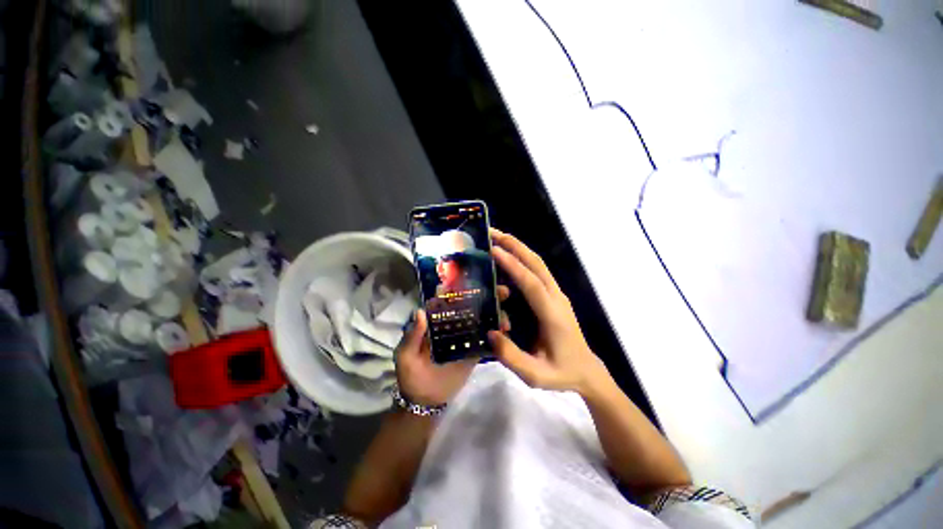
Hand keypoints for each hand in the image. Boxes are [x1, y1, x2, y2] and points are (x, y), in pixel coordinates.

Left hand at [395, 287, 510, 405]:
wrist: (426, 401)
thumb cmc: (411, 375)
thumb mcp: (406, 356)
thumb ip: (412, 336)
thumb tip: (420, 311)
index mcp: (436, 322)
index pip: (449, 300)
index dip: (461, 288)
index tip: (475, 280)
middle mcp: (453, 325)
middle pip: (470, 306)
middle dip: (486, 296)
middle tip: (502, 291)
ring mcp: (465, 337)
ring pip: (482, 321)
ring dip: (495, 314)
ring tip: (505, 316)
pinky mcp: (475, 351)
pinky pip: (487, 340)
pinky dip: (497, 335)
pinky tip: (507, 330)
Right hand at [487, 228, 608, 395]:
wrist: (587, 370)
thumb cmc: (562, 372)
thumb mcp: (535, 375)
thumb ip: (511, 357)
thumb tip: (490, 333)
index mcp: (552, 315)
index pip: (531, 283)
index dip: (512, 265)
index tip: (493, 250)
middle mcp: (556, 298)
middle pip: (537, 264)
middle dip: (515, 245)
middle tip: (492, 233)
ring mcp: (557, 294)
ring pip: (538, 264)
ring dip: (519, 248)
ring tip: (497, 239)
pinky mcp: (555, 295)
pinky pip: (537, 271)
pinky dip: (522, 258)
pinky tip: (509, 256)